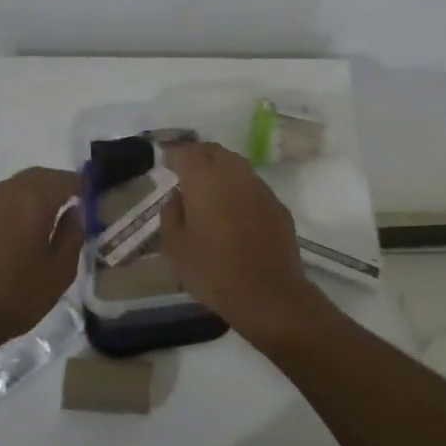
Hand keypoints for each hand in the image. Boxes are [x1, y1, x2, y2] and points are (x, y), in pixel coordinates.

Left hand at [0, 167, 81, 359]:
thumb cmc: (14, 298)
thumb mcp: (59, 273)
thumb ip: (72, 236)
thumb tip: (74, 212)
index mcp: (33, 201)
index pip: (63, 179)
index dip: (79, 184)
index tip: (89, 192)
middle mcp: (3, 193)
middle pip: (35, 177)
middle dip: (53, 184)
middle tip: (67, 200)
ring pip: (9, 189)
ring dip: (28, 196)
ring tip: (39, 218)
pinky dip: (6, 211)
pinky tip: (8, 235)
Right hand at [161, 142, 317, 331]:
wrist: (269, 294)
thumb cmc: (213, 271)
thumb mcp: (176, 248)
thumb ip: (171, 215)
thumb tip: (177, 197)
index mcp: (205, 180)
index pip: (187, 151)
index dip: (174, 154)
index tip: (166, 163)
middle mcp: (235, 174)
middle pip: (214, 151)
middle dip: (198, 156)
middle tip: (186, 172)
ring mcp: (261, 188)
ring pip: (237, 165)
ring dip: (221, 170)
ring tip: (210, 190)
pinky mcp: (278, 205)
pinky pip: (254, 187)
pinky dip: (240, 190)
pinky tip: (235, 211)